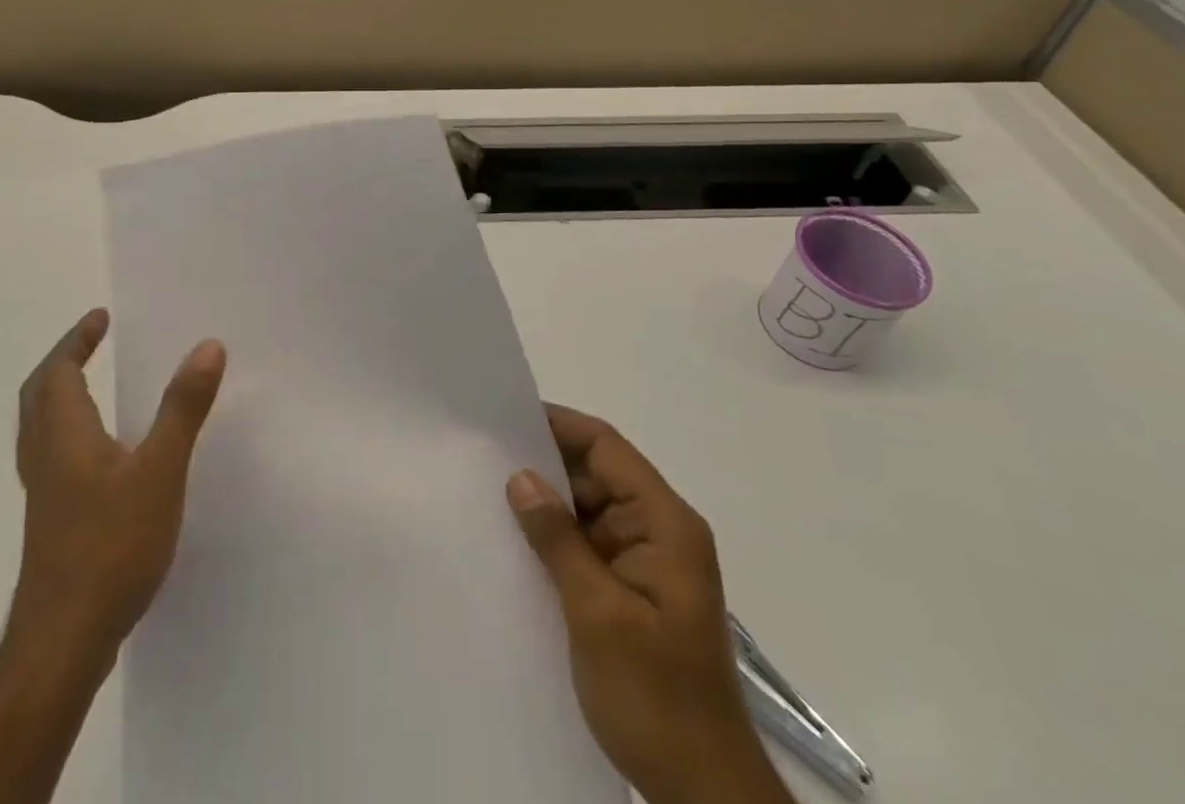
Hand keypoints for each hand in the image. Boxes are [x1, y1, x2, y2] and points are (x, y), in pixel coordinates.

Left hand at [8, 308, 225, 660]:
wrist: (63, 641)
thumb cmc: (110, 546)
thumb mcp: (160, 470)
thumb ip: (183, 407)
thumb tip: (208, 346)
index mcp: (64, 434)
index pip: (57, 371)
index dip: (76, 340)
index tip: (101, 318)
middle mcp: (45, 457)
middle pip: (39, 395)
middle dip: (64, 362)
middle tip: (92, 342)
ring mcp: (45, 494)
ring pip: (42, 428)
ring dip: (62, 395)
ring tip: (95, 385)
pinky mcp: (53, 523)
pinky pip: (54, 456)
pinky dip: (70, 431)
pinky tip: (102, 454)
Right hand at [507, 405, 791, 803]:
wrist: (701, 794)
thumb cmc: (657, 698)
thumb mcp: (599, 614)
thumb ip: (559, 539)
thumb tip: (521, 477)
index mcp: (665, 524)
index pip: (606, 448)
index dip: (558, 426)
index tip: (505, 418)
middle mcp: (658, 532)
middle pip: (596, 473)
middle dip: (544, 465)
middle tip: (483, 456)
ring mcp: (645, 562)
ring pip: (587, 509)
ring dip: (545, 504)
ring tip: (486, 492)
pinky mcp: (630, 591)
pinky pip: (586, 544)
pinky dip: (553, 538)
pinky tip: (513, 541)